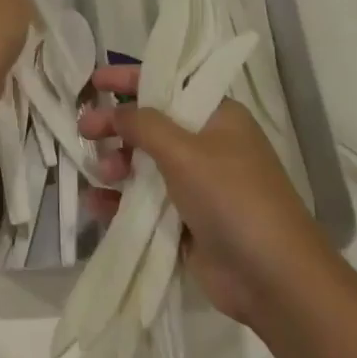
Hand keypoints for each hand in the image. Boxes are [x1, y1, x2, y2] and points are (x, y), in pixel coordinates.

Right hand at [79, 64, 329, 324]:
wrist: (272, 278)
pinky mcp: (184, 221)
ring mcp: (195, 185)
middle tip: (83, 131)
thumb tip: (113, 111)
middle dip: (116, 127)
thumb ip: (143, 124)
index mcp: (217, 117)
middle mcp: (206, 146)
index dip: (130, 79)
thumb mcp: (185, 151)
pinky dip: (118, 200)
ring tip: (103, 175)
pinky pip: (142, 202)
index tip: (94, 81)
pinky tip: (96, 204)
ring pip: (143, 164)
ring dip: (116, 164)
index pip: (168, 85)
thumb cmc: (232, 198)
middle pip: (150, 125)